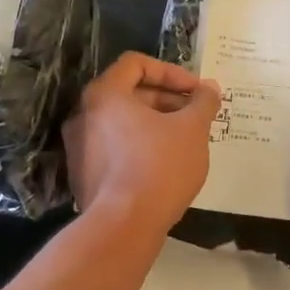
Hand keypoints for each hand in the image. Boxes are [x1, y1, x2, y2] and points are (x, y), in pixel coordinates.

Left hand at [65, 52, 219, 232]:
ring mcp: (79, 146)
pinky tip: (165, 164)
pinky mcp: (83, 174)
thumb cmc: (159, 166)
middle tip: (196, 116)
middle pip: (128, 93)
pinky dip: (139, 146)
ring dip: (155, 124)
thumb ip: (203, 102)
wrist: (123, 226)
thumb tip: (210, 88)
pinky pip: (115, 148)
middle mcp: (83, 114)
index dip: (171, 72)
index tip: (196, 91)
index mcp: (104, 94)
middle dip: (167, 100)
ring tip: (185, 140)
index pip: (136, 63)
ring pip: (122, 123)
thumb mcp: (192, 129)